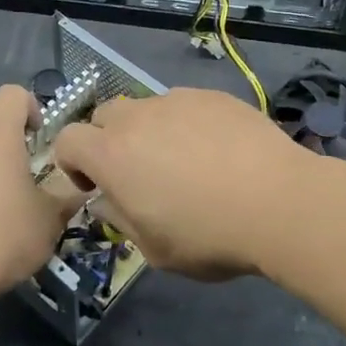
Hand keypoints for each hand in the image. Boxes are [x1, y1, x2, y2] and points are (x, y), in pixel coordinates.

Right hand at [51, 88, 310, 279]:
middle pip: (105, 115)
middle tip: (139, 173)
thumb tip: (107, 199)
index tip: (97, 186)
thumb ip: (120, 218)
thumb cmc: (209, 236)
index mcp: (112, 154)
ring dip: (151, 131)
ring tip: (187, 162)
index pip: (67, 140)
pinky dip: (188, 123)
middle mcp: (138, 117)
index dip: (73, 163)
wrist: (279, 201)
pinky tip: (219, 151)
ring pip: (147, 108)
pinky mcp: (212, 95)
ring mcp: (178, 100)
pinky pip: (185, 105)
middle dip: (109, 140)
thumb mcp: (154, 249)